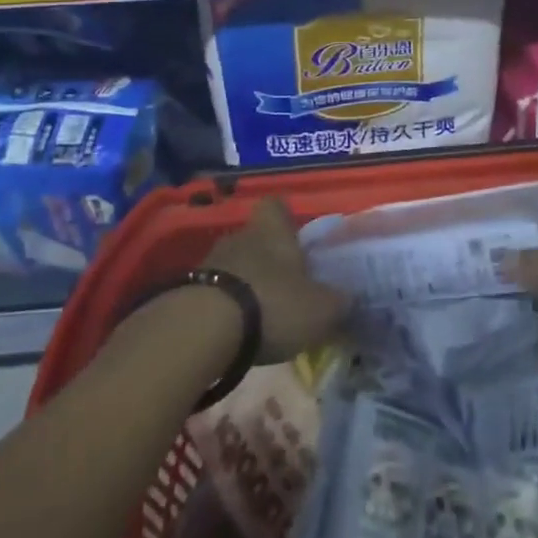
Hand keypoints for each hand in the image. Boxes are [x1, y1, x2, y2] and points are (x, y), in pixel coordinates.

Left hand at [203, 198, 348, 362]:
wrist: (202, 328)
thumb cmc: (272, 304)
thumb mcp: (321, 309)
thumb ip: (339, 302)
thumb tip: (350, 299)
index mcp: (274, 230)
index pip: (276, 205)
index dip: (286, 218)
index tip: (296, 238)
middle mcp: (241, 236)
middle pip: (256, 237)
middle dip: (268, 258)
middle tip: (286, 286)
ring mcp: (210, 261)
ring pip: (234, 264)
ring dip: (246, 284)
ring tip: (261, 315)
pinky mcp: (186, 290)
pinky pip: (214, 290)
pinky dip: (225, 307)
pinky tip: (235, 332)